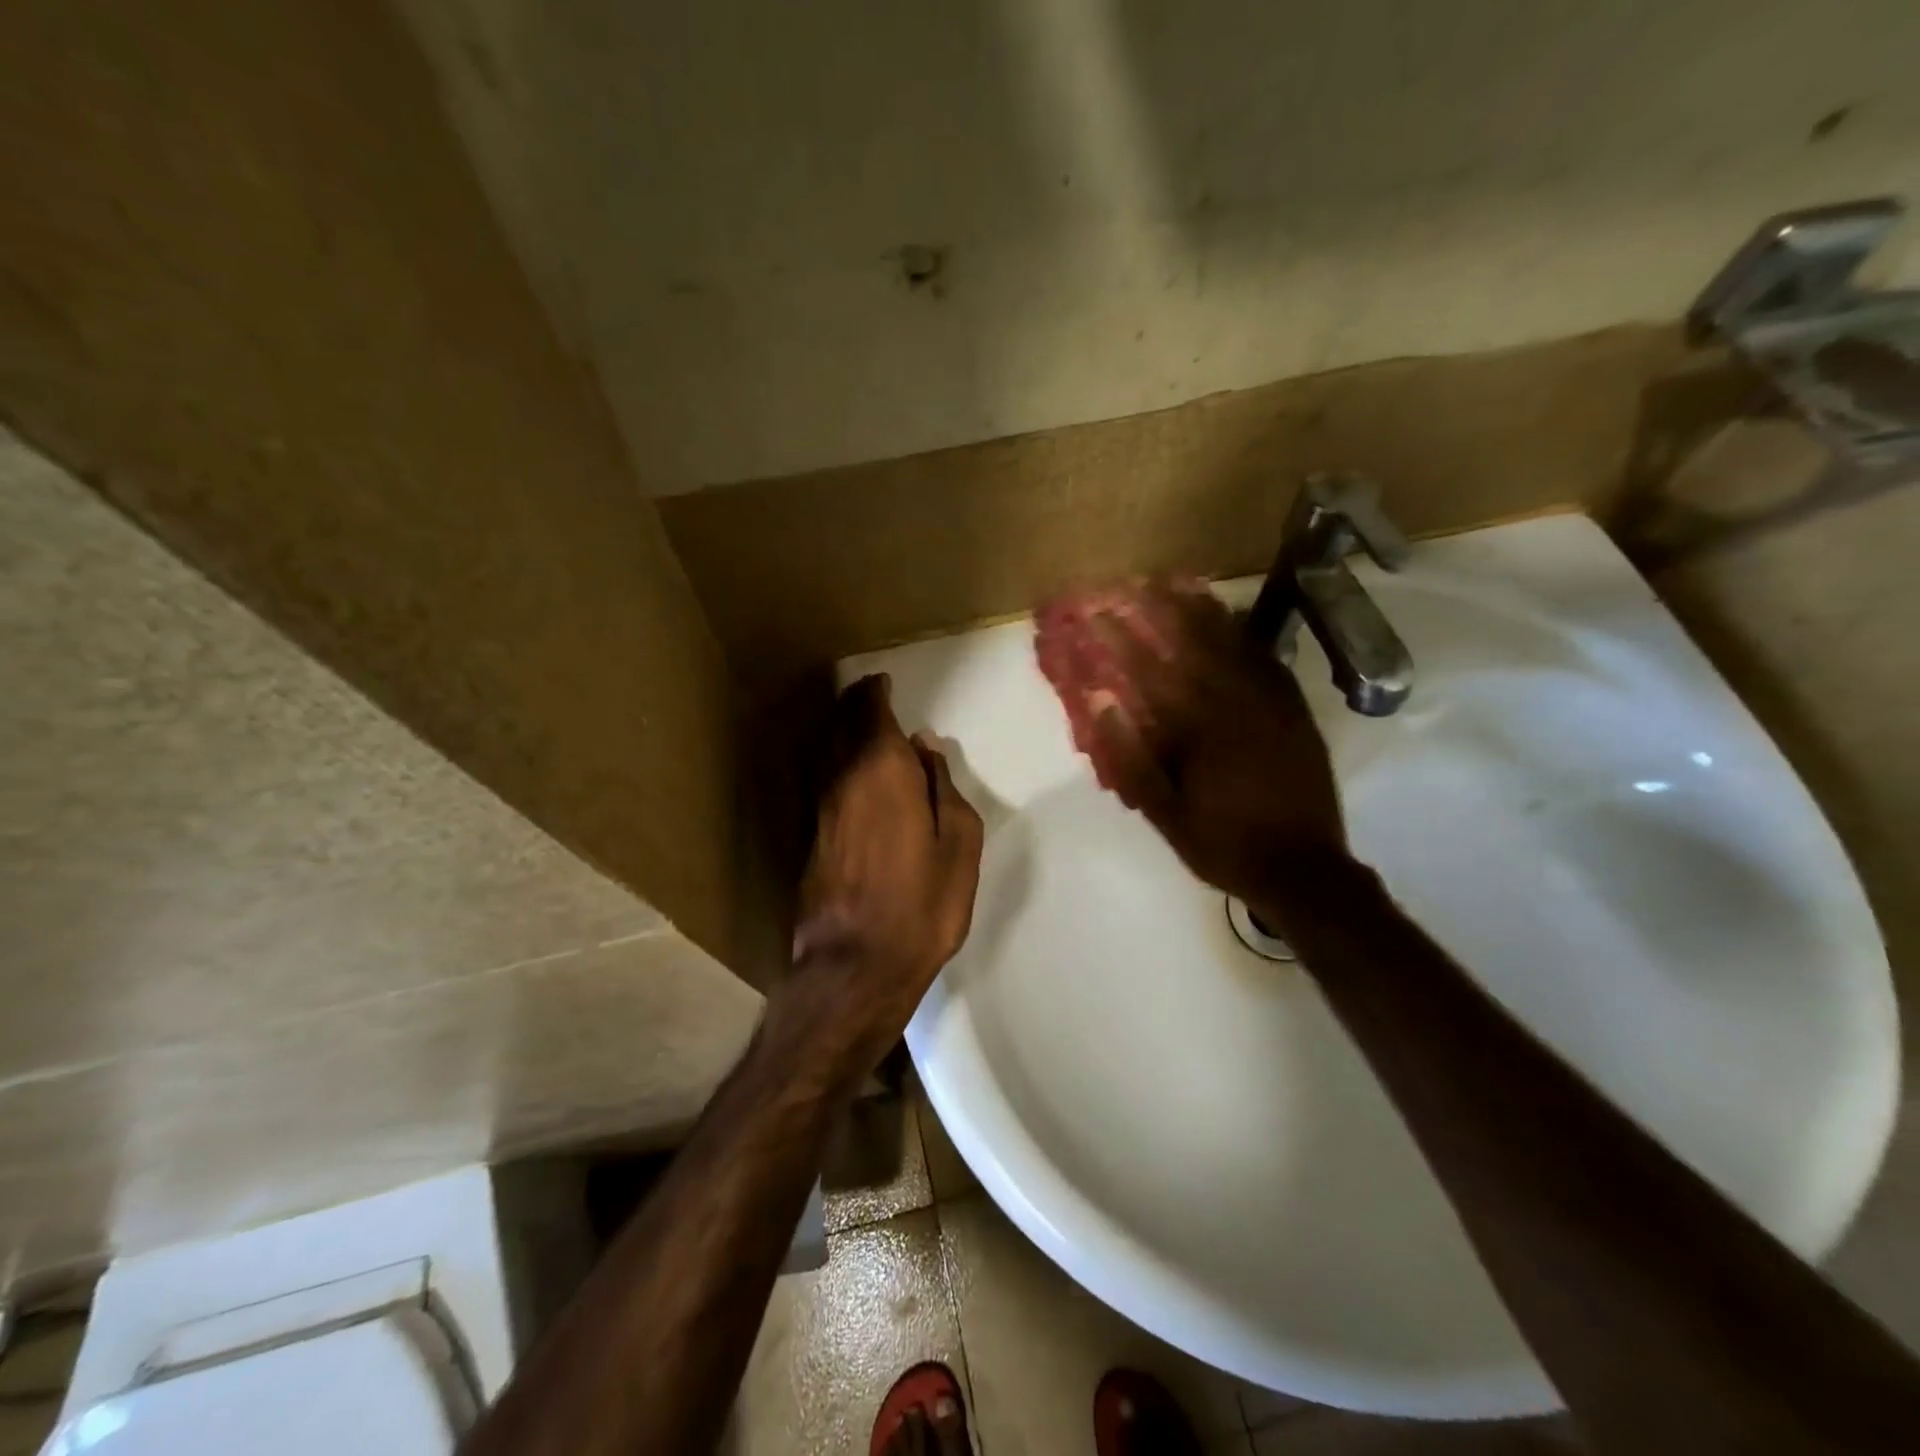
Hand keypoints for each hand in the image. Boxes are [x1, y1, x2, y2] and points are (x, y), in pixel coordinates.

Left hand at [786, 675, 983, 1068]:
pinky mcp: (808, 837)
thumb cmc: (923, 904)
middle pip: (839, 724)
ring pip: (823, 750)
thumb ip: (944, 787)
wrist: (856, 966)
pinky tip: (845, 770)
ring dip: (836, 728)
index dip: (876, 692)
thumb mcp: (959, 844)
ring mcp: (818, 808)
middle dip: (851, 702)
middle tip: (866, 692)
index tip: (883, 681)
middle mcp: (841, 779)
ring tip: (853, 720)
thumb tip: (925, 749)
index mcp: (882, 771)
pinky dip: (831, 760)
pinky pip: (820, 779)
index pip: (871, 713)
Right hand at [1037, 579, 1347, 925]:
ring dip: (1199, 609)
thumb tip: (1101, 704)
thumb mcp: (1166, 815)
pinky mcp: (1295, 711)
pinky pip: (1267, 659)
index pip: (1150, 672)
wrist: (1304, 870)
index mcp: (1200, 731)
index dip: (1119, 638)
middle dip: (1158, 609)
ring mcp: (1272, 704)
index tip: (1094, 612)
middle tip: (1131, 582)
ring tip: (1174, 582)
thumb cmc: (1224, 846)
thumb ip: (1132, 758)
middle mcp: (1237, 705)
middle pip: (1192, 644)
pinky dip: (1243, 633)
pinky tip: (1229, 617)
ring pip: (1232, 644)